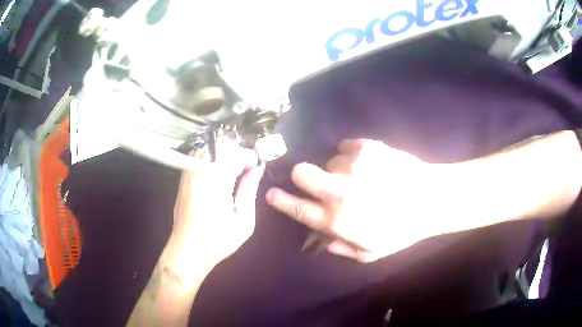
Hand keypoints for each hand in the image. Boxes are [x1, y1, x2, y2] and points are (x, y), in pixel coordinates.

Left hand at [172, 137, 264, 270]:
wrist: (187, 249)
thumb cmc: (218, 239)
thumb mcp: (244, 220)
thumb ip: (250, 189)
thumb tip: (257, 169)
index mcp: (216, 179)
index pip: (236, 152)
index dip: (250, 157)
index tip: (256, 169)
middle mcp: (200, 169)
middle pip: (222, 144)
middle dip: (238, 153)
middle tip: (246, 171)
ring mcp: (188, 171)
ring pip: (210, 147)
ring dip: (225, 154)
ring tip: (233, 173)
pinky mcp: (183, 176)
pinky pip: (199, 155)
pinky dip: (212, 158)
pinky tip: (218, 175)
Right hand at [266, 139, 443, 261]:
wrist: (431, 200)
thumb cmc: (401, 230)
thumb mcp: (370, 251)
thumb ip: (340, 247)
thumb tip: (319, 239)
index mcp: (337, 219)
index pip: (297, 208)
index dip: (280, 200)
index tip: (271, 194)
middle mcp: (339, 190)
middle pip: (301, 172)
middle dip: (302, 176)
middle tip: (317, 180)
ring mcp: (353, 165)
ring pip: (329, 159)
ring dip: (338, 168)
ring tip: (360, 176)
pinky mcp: (367, 147)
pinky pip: (347, 145)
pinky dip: (352, 154)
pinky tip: (368, 163)